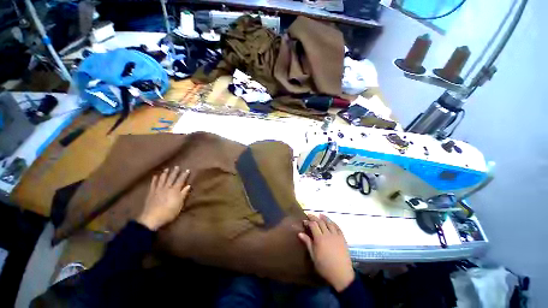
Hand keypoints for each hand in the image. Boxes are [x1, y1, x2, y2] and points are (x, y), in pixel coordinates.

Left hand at [137, 167, 190, 230]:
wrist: (152, 218)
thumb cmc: (169, 212)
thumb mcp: (179, 204)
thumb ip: (183, 194)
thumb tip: (188, 185)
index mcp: (175, 190)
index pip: (181, 180)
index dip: (184, 175)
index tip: (187, 170)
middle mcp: (167, 188)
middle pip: (171, 178)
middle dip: (175, 172)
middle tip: (177, 166)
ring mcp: (158, 190)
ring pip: (162, 179)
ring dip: (165, 174)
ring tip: (167, 169)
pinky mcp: (151, 193)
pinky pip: (153, 184)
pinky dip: (154, 179)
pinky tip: (155, 176)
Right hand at [298, 214, 354, 291]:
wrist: (341, 275)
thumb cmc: (325, 267)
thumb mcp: (313, 256)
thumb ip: (307, 243)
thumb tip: (300, 233)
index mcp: (319, 239)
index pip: (313, 225)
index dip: (308, 222)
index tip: (304, 221)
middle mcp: (328, 234)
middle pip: (320, 222)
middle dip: (314, 217)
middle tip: (309, 215)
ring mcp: (336, 236)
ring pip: (329, 223)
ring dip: (324, 218)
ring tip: (320, 215)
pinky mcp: (342, 238)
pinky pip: (338, 227)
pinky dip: (333, 223)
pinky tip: (331, 222)